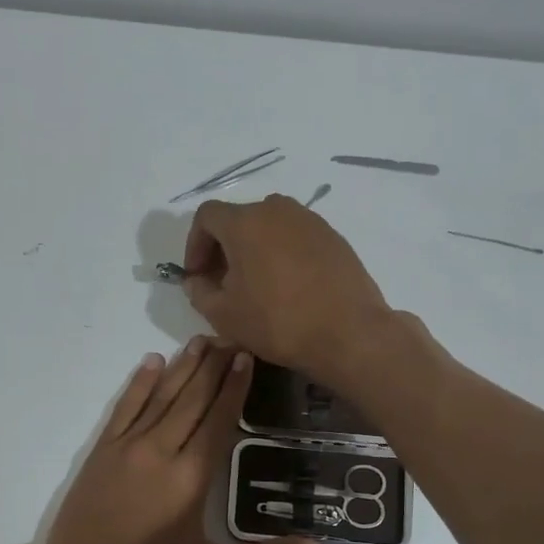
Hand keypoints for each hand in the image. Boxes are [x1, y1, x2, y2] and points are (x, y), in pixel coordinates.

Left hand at [43, 337, 325, 543]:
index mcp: (191, 477)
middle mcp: (160, 452)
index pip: (218, 420)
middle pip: (191, 399)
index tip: (246, 356)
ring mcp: (127, 448)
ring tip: (200, 341)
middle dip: (213, 367)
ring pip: (160, 396)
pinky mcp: (101, 451)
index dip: (234, 387)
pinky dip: (138, 383)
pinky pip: (124, 408)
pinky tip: (151, 361)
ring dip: (181, 367)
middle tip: (230, 338)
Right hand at [181, 196, 393, 379]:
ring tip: (256, 285)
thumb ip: (200, 292)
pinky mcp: (333, 237)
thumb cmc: (277, 321)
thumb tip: (195, 280)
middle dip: (224, 248)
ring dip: (255, 250)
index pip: (207, 216)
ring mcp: (310, 221)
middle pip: (239, 219)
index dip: (194, 244)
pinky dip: (282, 254)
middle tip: (223, 282)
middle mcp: (277, 210)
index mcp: (245, 222)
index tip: (197, 275)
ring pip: (269, 227)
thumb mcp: (224, 315)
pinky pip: (295, 238)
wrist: (348, 333)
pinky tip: (287, 287)